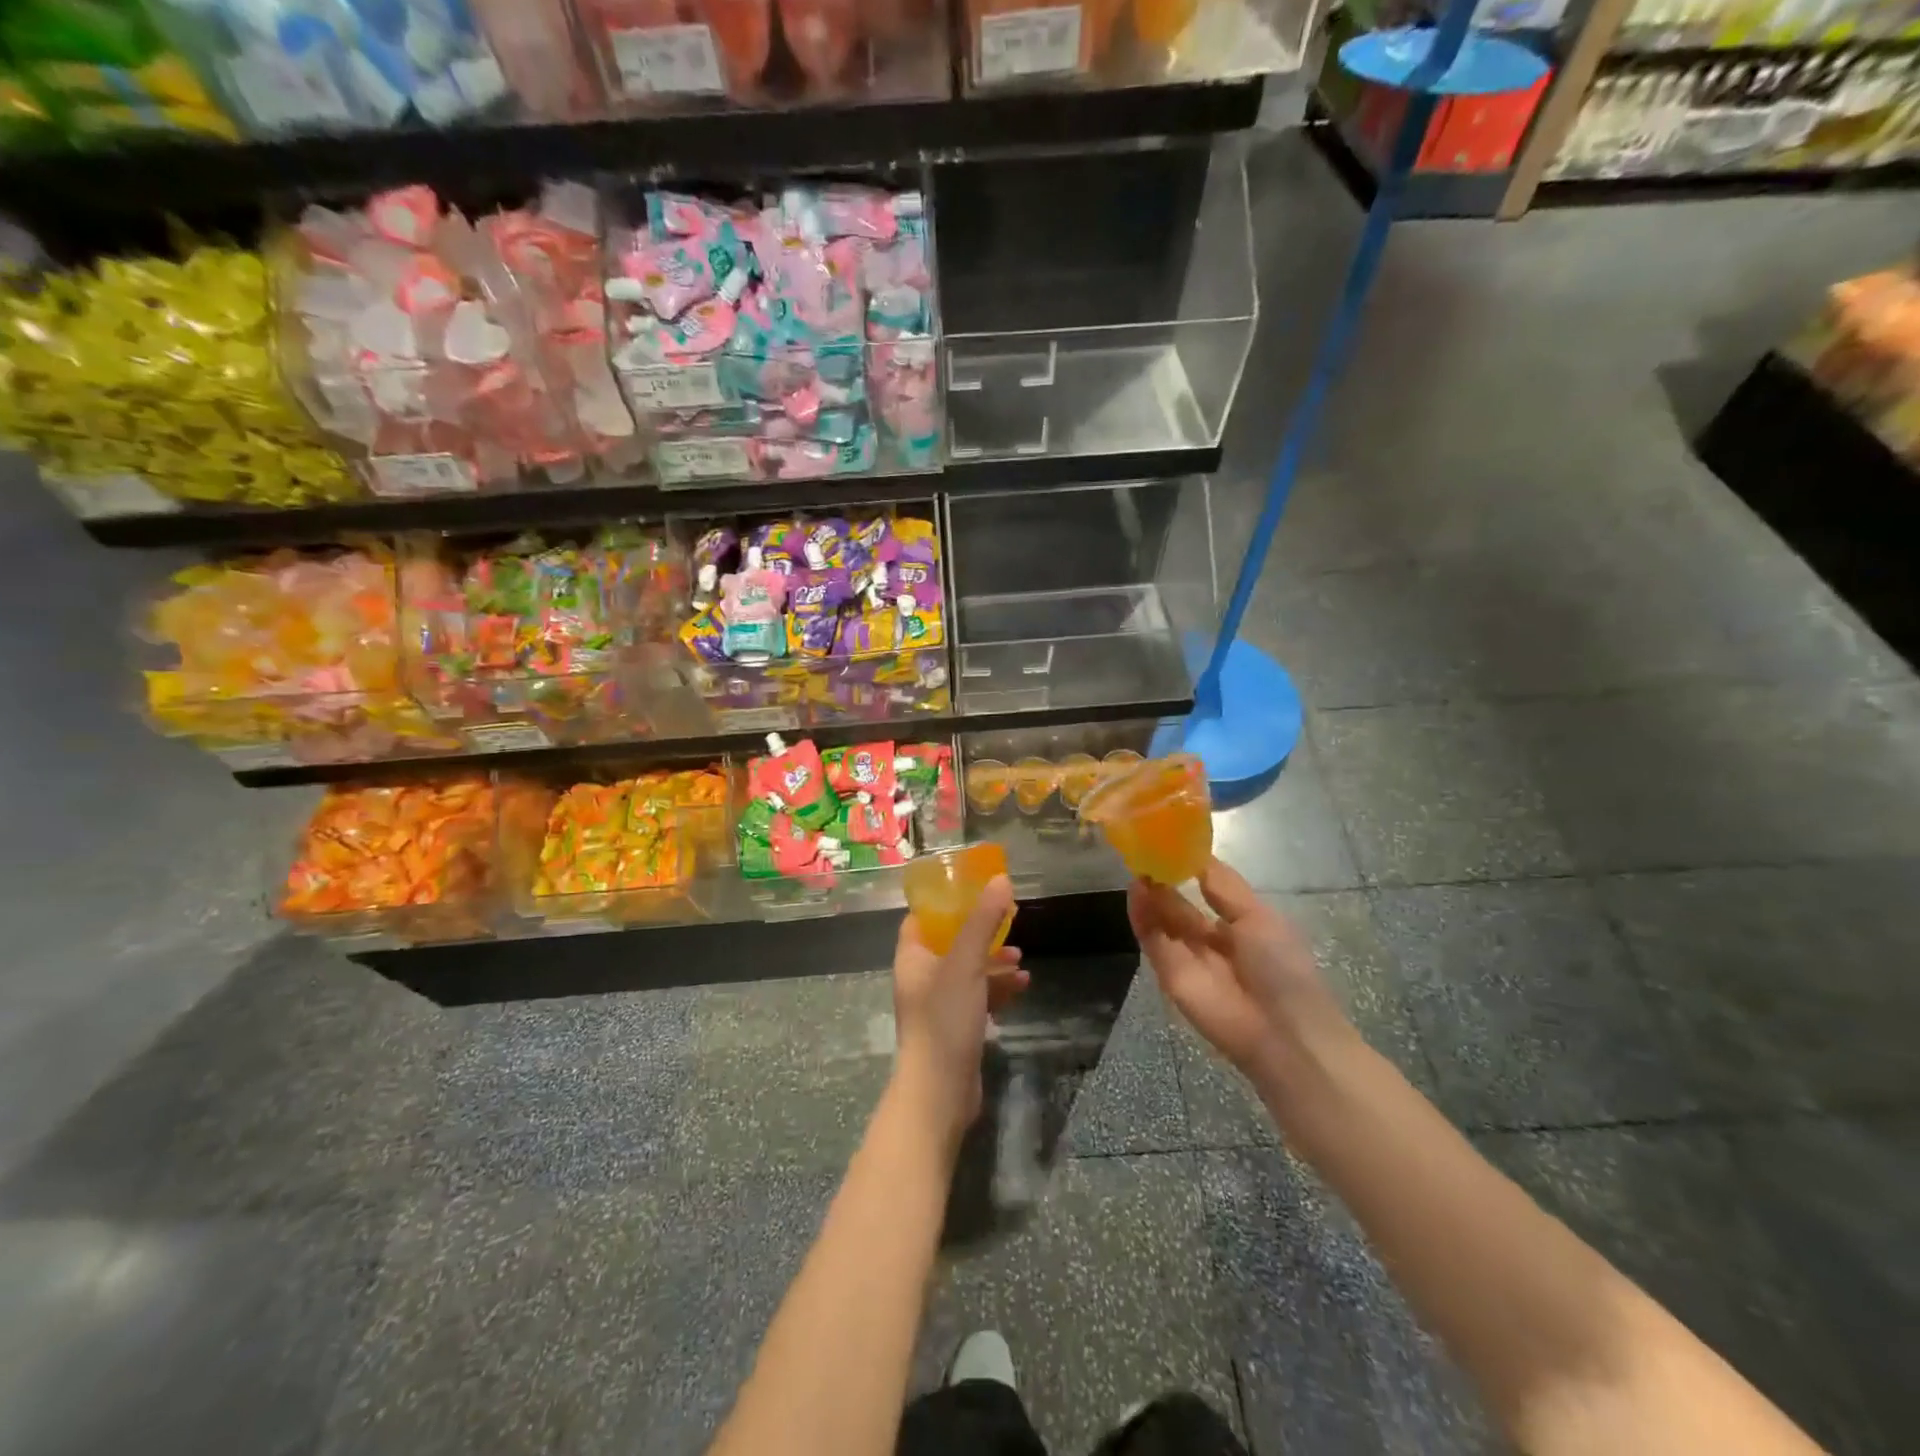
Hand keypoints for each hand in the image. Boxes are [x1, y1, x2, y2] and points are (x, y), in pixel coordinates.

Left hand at [891, 875, 1028, 1141]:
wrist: (940, 1092)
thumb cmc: (945, 1018)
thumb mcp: (966, 963)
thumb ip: (983, 921)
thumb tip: (1000, 878)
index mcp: (912, 957)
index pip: (922, 918)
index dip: (944, 902)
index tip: (973, 890)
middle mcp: (921, 977)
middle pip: (950, 943)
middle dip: (979, 932)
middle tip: (1006, 921)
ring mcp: (939, 1004)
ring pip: (968, 971)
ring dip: (993, 962)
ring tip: (1020, 958)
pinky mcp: (956, 1027)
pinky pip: (978, 997)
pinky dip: (997, 989)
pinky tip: (1022, 985)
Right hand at [1128, 858, 1347, 1089]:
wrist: (1282, 1034)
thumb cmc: (1283, 968)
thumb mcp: (1258, 917)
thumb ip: (1223, 887)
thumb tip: (1196, 855)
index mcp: (1241, 926)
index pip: (1207, 891)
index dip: (1188, 867)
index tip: (1169, 840)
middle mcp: (1211, 940)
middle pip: (1179, 905)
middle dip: (1163, 878)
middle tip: (1144, 847)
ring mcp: (1188, 958)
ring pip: (1162, 919)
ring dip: (1149, 894)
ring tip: (1136, 863)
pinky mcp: (1169, 975)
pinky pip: (1152, 940)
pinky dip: (1141, 915)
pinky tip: (1136, 889)